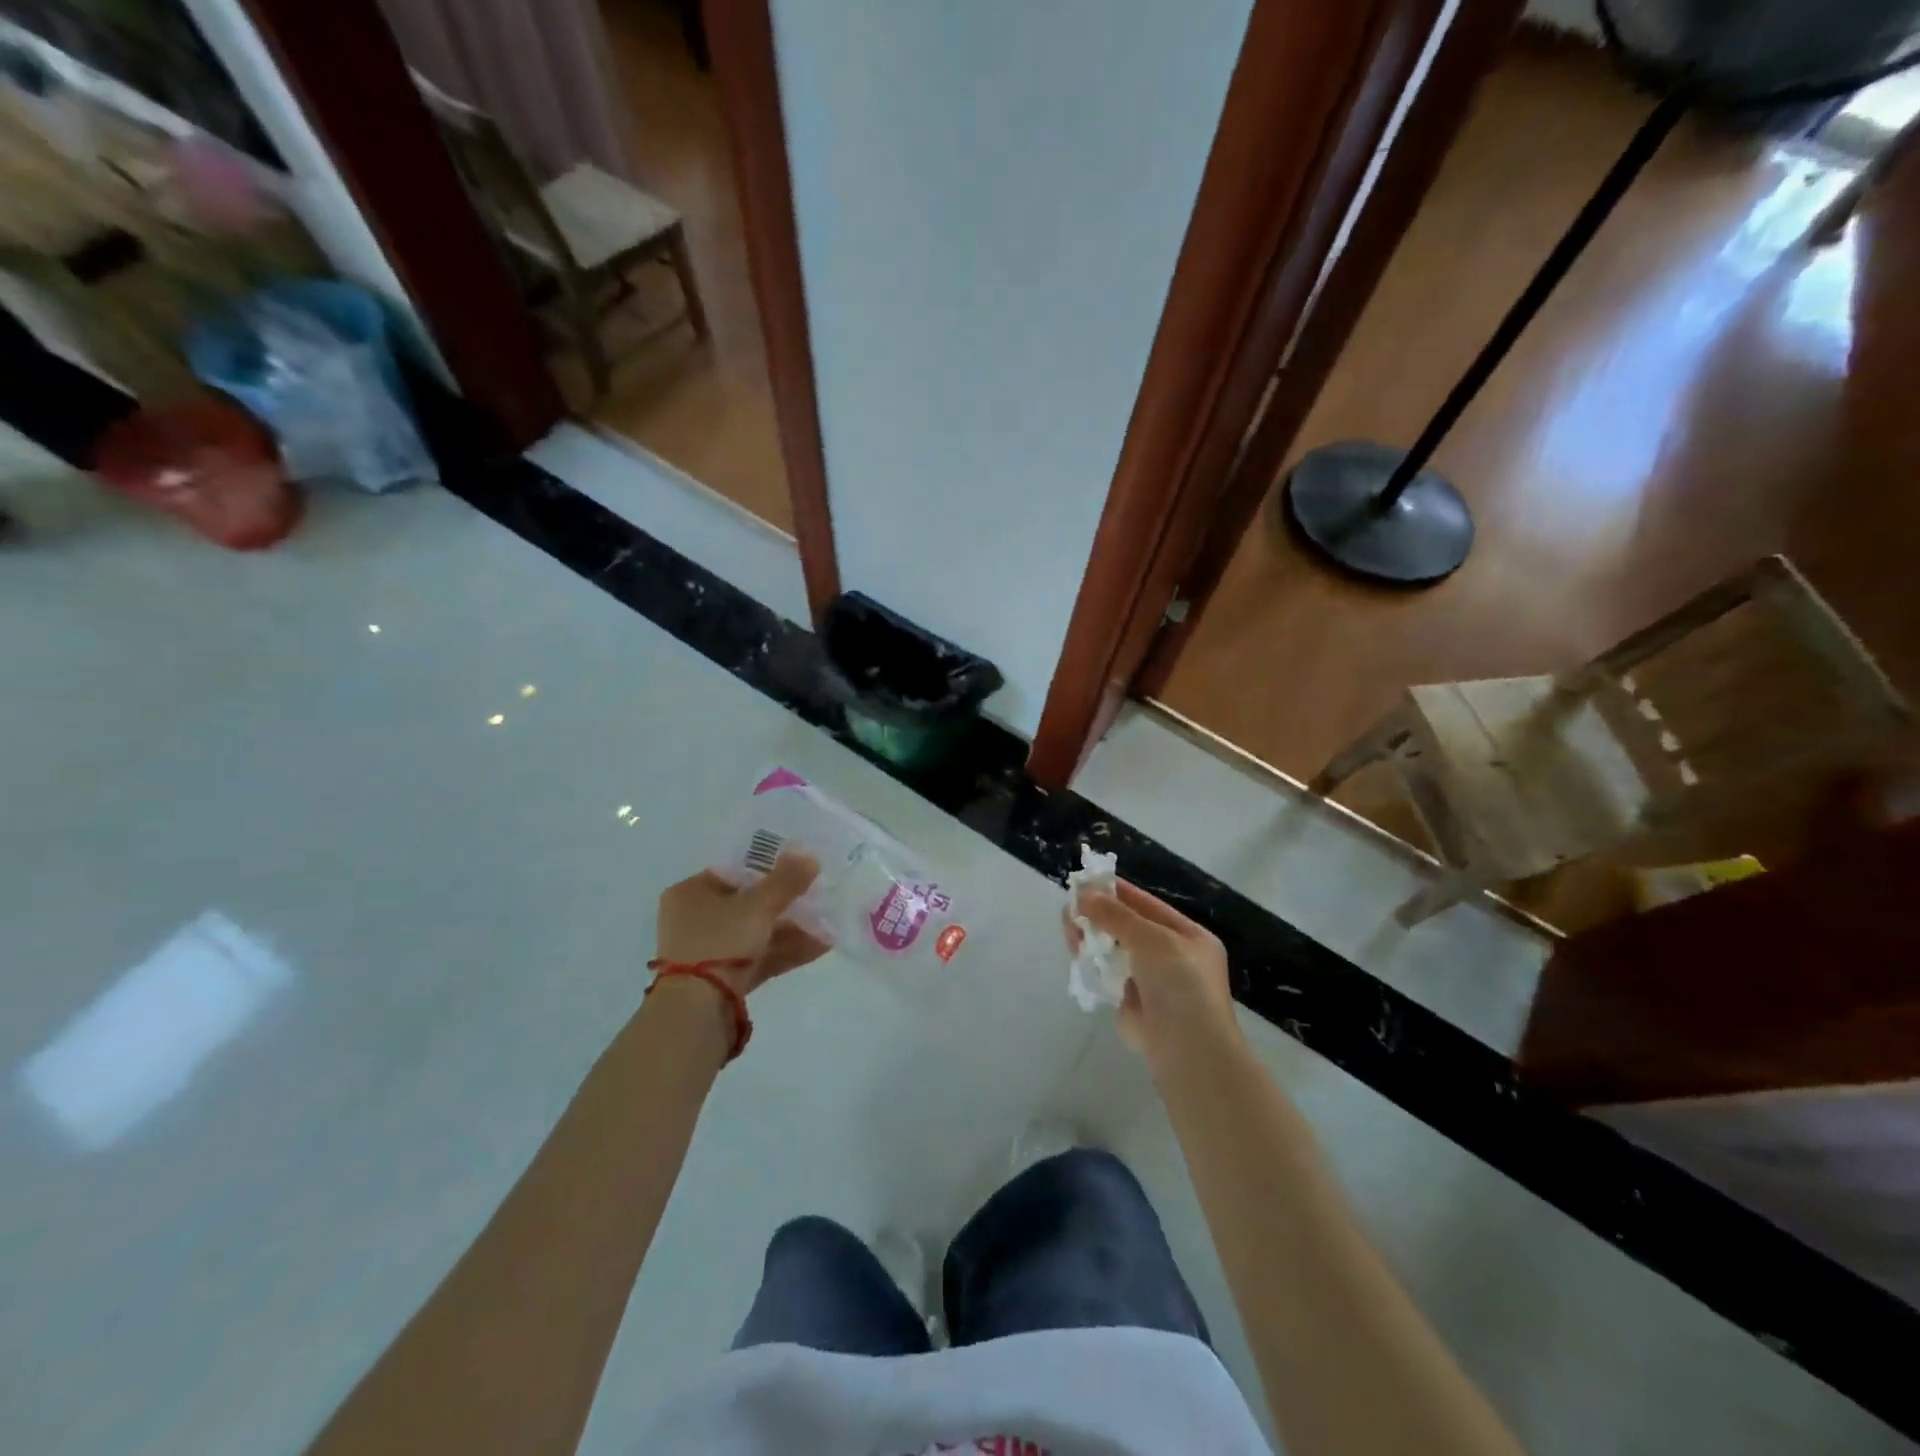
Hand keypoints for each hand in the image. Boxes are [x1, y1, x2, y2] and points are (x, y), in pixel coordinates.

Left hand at [655, 850, 827, 997]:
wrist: (696, 1009)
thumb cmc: (720, 940)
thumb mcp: (758, 905)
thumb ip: (786, 880)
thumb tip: (810, 855)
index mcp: (689, 893)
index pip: (733, 872)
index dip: (767, 869)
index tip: (797, 872)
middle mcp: (693, 920)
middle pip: (747, 905)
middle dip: (785, 904)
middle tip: (817, 898)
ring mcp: (707, 953)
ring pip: (755, 934)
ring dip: (791, 929)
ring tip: (827, 925)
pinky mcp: (722, 981)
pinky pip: (758, 958)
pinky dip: (785, 951)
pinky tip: (820, 946)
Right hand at [1067, 878, 1236, 1064]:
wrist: (1187, 1051)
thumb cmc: (1179, 985)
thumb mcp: (1151, 939)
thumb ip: (1115, 915)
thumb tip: (1082, 894)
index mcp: (1189, 937)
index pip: (1149, 906)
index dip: (1119, 892)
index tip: (1088, 880)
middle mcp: (1173, 957)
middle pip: (1129, 928)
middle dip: (1100, 915)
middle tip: (1070, 904)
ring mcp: (1152, 982)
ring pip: (1116, 951)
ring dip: (1092, 937)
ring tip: (1067, 925)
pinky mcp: (1132, 1005)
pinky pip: (1109, 975)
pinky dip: (1093, 964)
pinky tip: (1075, 952)